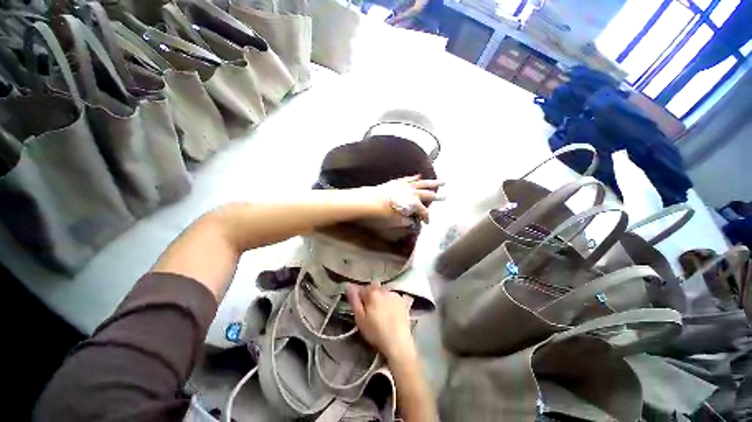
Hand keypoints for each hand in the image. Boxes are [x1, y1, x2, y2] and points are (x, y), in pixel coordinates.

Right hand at [346, 284, 416, 361]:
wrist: (398, 342)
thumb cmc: (376, 331)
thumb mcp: (360, 318)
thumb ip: (354, 300)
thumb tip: (349, 286)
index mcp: (372, 292)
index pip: (362, 289)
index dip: (360, 298)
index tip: (360, 308)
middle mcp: (384, 289)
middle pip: (373, 289)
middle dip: (370, 296)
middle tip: (370, 311)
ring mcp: (394, 294)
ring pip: (383, 292)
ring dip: (380, 298)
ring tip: (381, 313)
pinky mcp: (402, 300)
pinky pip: (392, 297)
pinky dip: (389, 301)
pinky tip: (390, 312)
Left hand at [363, 175, 443, 222]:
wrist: (369, 200)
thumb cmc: (383, 213)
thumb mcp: (396, 220)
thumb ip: (406, 220)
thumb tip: (412, 222)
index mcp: (414, 204)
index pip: (424, 212)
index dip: (426, 218)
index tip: (427, 222)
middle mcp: (413, 193)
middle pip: (428, 195)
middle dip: (438, 197)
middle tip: (446, 197)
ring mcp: (406, 185)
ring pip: (422, 183)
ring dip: (433, 182)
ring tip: (442, 181)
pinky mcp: (398, 182)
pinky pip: (409, 179)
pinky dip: (415, 177)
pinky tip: (419, 175)